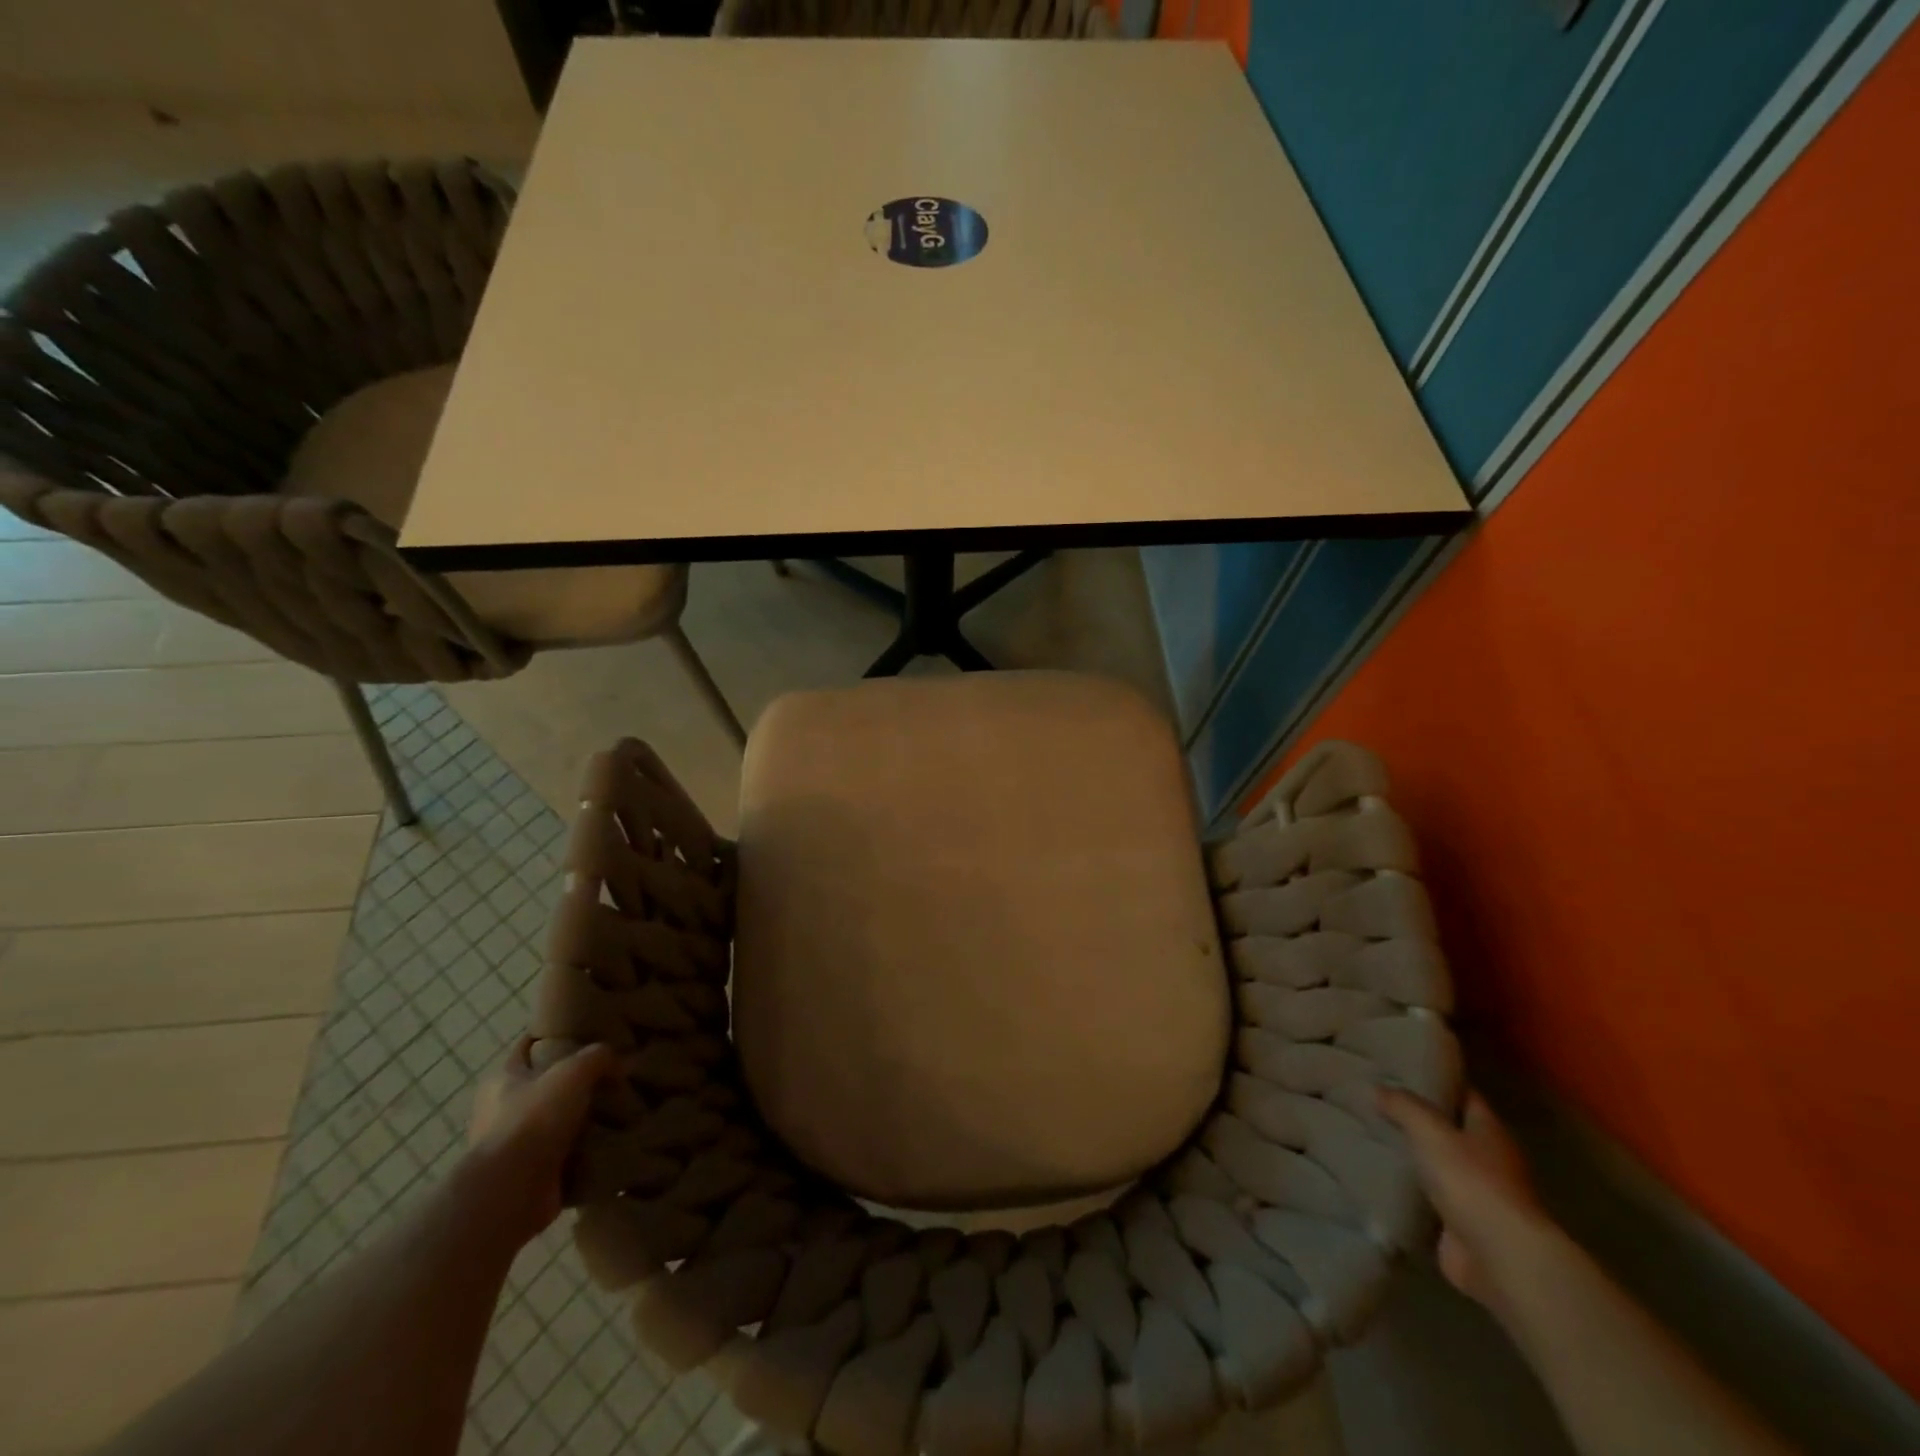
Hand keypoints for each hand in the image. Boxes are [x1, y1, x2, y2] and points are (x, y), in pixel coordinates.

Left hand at [465, 1037, 614, 1247]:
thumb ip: (597, 1057)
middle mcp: (500, 1111)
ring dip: (580, 1119)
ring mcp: (514, 1147)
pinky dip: (583, 1151)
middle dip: (573, 1081)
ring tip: (618, 1107)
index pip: (527, 1046)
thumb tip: (619, 1060)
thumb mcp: (573, 1072)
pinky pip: (563, 1155)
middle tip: (611, 1072)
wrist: (511, 1193)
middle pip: (543, 1085)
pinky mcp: (530, 1177)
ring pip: (555, 1122)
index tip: (584, 1030)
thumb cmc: (533, 1120)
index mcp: (502, 1079)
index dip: (552, 1035)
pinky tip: (611, 1141)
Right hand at [1378, 1085, 1554, 1318]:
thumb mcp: (1430, 1129)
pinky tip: (1376, 1177)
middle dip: (1416, 1120)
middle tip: (1373, 1101)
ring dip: (1410, 1157)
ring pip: (1436, 1166)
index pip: (1463, 1095)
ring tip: (1366, 1135)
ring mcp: (1476, 1197)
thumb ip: (1403, 1105)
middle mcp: (1488, 1160)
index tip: (1401, 1069)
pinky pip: (1426, 1200)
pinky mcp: (1460, 1228)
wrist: (1499, 1257)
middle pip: (1448, 1131)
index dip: (1436, 1081)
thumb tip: (1377, 1088)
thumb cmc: (1471, 1180)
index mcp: (1490, 1131)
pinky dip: (1407, 1192)